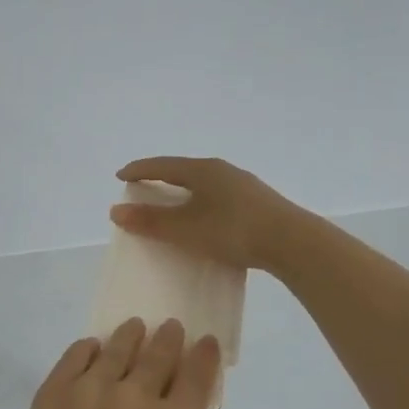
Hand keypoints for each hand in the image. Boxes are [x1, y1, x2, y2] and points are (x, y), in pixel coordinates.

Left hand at [0, 318, 223, 408]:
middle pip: (159, 354)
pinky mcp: (57, 389)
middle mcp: (138, 396)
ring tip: (134, 327)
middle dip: (169, 337)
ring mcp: (93, 388)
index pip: (197, 375)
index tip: (204, 342)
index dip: (204, 354)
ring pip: (118, 348)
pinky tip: (92, 347)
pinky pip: (76, 355)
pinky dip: (88, 348)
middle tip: (171, 326)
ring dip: (130, 335)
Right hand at [111, 157, 306, 272]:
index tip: (121, 176)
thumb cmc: (233, 231)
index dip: (139, 170)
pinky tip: (203, 220)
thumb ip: (151, 221)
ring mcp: (243, 186)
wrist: (293, 243)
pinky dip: (201, 204)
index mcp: (203, 170)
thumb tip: (116, 211)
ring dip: (183, 194)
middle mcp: (223, 171)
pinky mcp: (256, 203)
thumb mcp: (186, 229)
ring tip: (172, 206)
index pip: (162, 165)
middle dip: (161, 180)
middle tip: (143, 190)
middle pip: (183, 171)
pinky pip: (218, 197)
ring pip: (203, 185)